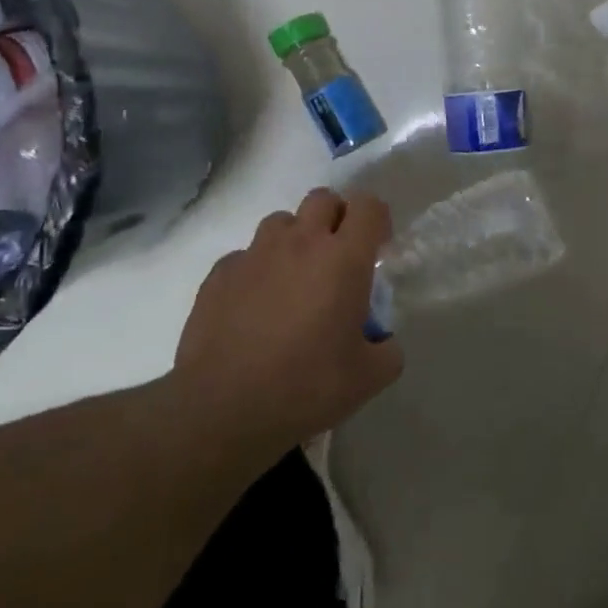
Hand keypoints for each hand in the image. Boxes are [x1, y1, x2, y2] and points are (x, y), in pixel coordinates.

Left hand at [173, 188, 403, 461]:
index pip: (368, 206)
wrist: (223, 408)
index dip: (377, 219)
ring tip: (294, 280)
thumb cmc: (305, 387)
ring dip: (295, 240)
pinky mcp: (220, 273)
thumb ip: (388, 350)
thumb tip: (383, 341)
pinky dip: (257, 270)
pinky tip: (255, 307)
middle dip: (336, 218)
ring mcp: (255, 254)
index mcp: (343, 259)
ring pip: (282, 222)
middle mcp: (300, 242)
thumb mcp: (368, 379)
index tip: (377, 247)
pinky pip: (245, 256)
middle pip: (323, 199)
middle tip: (338, 257)